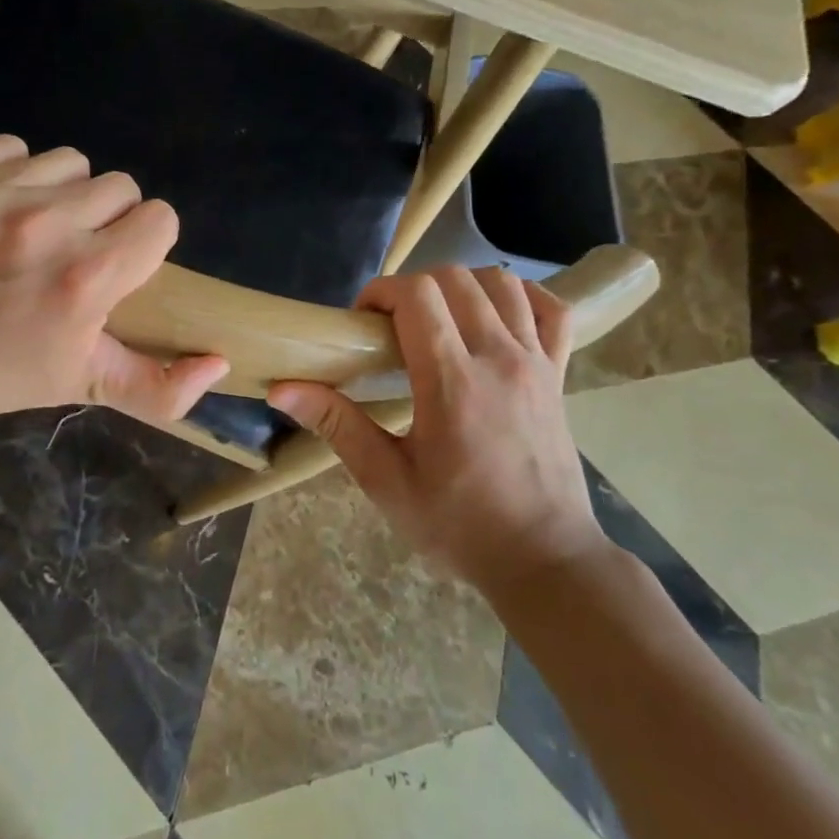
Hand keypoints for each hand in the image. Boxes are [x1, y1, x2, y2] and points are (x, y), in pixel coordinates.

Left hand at [0, 135, 229, 423]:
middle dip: (106, 216)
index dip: (145, 241)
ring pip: (69, 162)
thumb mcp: (88, 386)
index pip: (160, 218)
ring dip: (62, 190)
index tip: (118, 262)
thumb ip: (162, 387)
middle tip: (74, 249)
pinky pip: (13, 148)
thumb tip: (220, 361)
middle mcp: (48, 225)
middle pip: (118, 186)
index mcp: (88, 277)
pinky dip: (13, 172)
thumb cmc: (8, 370)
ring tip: (35, 226)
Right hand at [269, 267, 607, 598]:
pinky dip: (522, 298)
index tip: (363, 323)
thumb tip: (281, 389)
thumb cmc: (459, 524)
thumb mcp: (386, 481)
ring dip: (461, 286)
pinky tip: (494, 315)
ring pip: (500, 283)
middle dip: (412, 288)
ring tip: (437, 319)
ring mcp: (536, 362)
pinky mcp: (558, 374)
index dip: (381, 292)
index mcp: (452, 381)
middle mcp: (498, 357)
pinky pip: (551, 311)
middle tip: (391, 326)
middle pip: (454, 279)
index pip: (417, 295)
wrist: (543, 560)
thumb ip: (337, 425)